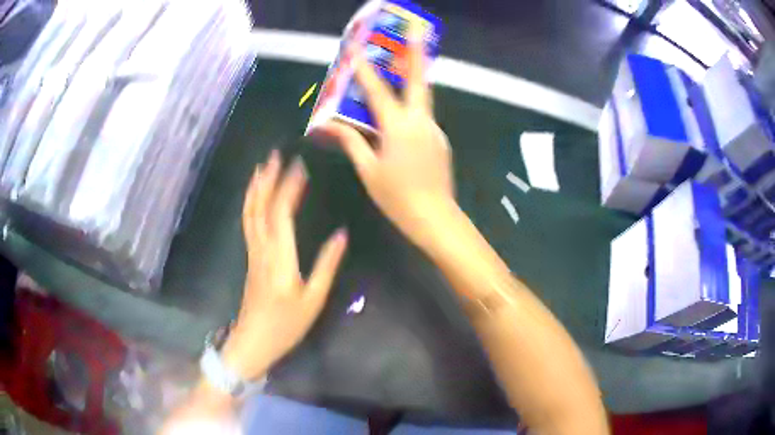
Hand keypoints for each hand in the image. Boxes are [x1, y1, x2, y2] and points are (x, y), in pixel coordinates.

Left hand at [222, 150, 347, 380]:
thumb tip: (341, 234)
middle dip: (267, 179)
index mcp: (279, 257)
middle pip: (260, 207)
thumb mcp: (313, 299)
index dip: (289, 187)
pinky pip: (248, 223)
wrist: (254, 341)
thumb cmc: (287, 324)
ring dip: (256, 188)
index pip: (282, 212)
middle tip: (275, 155)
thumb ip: (326, 265)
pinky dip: (251, 204)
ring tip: (262, 168)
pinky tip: (255, 198)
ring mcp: (252, 252)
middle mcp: (262, 248)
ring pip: (250, 213)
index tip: (300, 166)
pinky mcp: (250, 258)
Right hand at [315, 23, 454, 246]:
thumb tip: (329, 125)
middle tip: (415, 26)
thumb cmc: (397, 196)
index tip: (356, 46)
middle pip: (418, 78)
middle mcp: (419, 121)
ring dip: (412, 76)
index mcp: (398, 127)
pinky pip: (422, 116)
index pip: (376, 90)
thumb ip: (351, 141)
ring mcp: (433, 129)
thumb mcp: (368, 169)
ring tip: (402, 60)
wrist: (435, 217)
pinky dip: (410, 107)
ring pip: (421, 96)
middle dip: (416, 50)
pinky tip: (400, 114)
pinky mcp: (439, 139)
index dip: (363, 68)